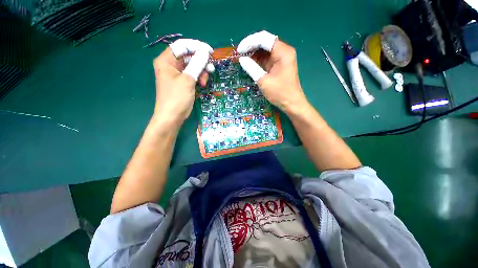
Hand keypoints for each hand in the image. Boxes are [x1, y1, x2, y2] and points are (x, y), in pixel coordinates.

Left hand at [152, 39, 212, 124]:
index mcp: (166, 60)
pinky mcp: (183, 83)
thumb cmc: (177, 97)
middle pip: (188, 56)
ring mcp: (177, 75)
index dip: (196, 46)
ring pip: (192, 67)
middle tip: (211, 67)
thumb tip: (205, 53)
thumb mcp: (187, 79)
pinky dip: (199, 78)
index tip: (210, 52)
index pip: (182, 46)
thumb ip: (196, 64)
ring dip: (201, 71)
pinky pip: (192, 75)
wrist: (172, 116)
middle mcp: (170, 65)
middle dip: (200, 61)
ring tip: (205, 80)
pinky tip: (202, 83)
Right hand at [237, 31, 308, 113]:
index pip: (264, 39)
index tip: (239, 50)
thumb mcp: (263, 81)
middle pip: (265, 42)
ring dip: (254, 53)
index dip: (249, 42)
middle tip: (240, 54)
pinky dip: (258, 60)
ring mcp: (282, 58)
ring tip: (243, 59)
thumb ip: (252, 68)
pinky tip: (250, 63)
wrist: (292, 103)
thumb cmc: (279, 93)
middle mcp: (283, 51)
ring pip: (265, 50)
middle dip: (251, 47)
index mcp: (283, 52)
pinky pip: (267, 58)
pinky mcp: (279, 65)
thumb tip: (241, 59)